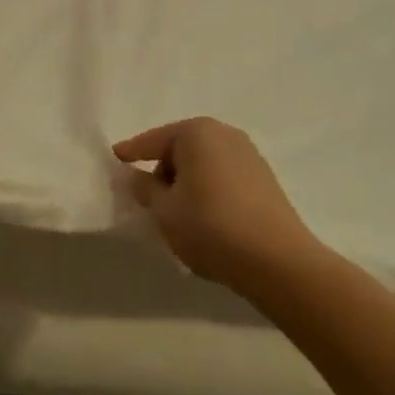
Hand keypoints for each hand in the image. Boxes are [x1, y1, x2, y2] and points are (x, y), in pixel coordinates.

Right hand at [113, 117, 321, 292]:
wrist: (278, 262)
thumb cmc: (210, 227)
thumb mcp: (164, 210)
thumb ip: (145, 188)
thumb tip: (138, 177)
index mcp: (196, 132)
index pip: (153, 140)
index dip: (132, 152)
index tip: (115, 158)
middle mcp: (224, 134)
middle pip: (180, 149)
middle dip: (163, 170)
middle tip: (150, 199)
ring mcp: (249, 156)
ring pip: (203, 164)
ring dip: (187, 182)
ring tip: (178, 213)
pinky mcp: (265, 181)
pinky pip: (222, 178)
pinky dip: (208, 190)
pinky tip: (205, 218)